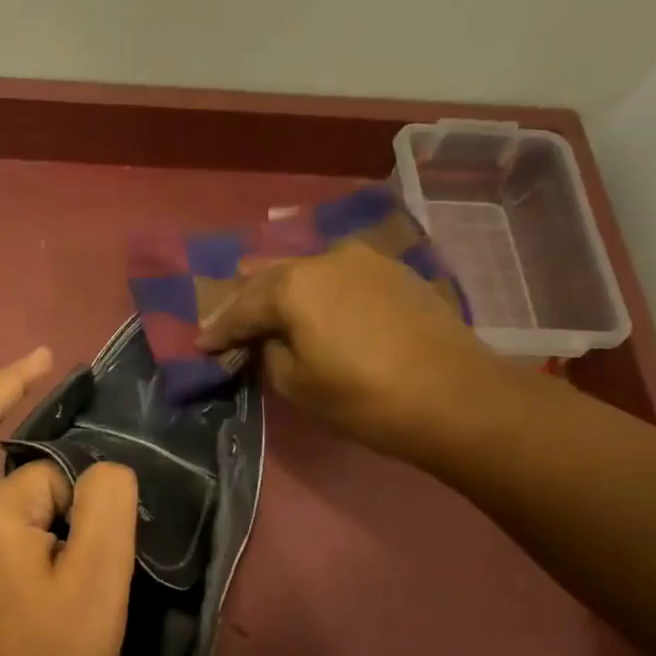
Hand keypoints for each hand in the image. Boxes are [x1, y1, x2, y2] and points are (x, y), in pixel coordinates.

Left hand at [0, 348, 139, 655]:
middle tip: (44, 361)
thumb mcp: (102, 575)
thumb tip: (101, 472)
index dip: (82, 500)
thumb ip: (108, 501)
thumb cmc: (59, 655)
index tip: (97, 545)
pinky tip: (6, 464)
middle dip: (2, 387)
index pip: (48, 472)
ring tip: (22, 397)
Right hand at [197, 237, 516, 456]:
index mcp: (292, 285)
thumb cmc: (362, 397)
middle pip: (270, 278)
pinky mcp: (394, 271)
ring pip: (306, 271)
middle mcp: (325, 258)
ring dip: (281, 291)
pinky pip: (338, 276)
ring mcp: (365, 259)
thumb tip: (268, 340)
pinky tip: (312, 305)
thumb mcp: (296, 384)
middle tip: (226, 324)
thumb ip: (268, 354)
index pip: (240, 308)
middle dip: (245, 302)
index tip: (200, 344)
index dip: (217, 329)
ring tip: (264, 307)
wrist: (454, 396)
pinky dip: (316, 291)